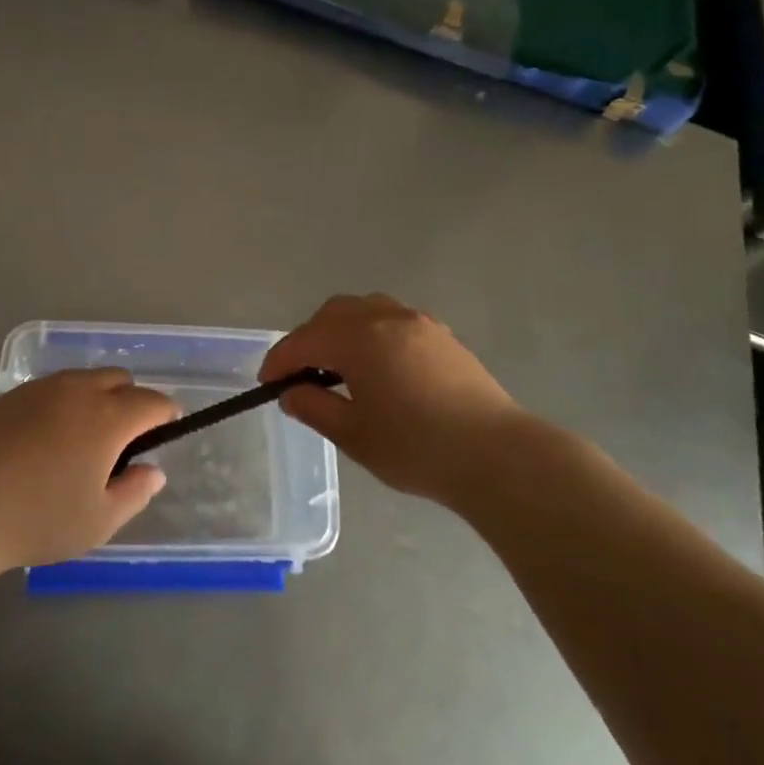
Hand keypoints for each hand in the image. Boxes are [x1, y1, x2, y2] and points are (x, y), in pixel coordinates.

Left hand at [0, 369, 175, 571]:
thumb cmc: (38, 519)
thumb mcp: (99, 520)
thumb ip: (135, 492)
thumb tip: (153, 471)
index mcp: (107, 417)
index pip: (152, 401)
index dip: (165, 415)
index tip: (164, 434)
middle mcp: (78, 390)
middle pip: (119, 380)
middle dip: (131, 402)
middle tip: (121, 443)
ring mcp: (41, 388)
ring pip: (84, 379)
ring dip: (97, 399)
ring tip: (82, 441)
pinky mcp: (11, 396)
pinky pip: (52, 388)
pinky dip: (63, 403)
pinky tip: (45, 440)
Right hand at [260, 294, 526, 504]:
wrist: (496, 454)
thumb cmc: (416, 447)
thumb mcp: (354, 434)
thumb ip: (315, 407)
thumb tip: (291, 392)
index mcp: (358, 338)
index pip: (304, 340)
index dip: (280, 360)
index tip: (267, 383)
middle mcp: (385, 318)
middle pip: (333, 314)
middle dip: (310, 339)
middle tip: (303, 374)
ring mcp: (418, 323)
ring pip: (365, 310)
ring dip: (342, 331)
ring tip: (340, 367)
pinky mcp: (442, 336)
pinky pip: (392, 320)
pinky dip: (372, 334)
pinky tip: (379, 367)